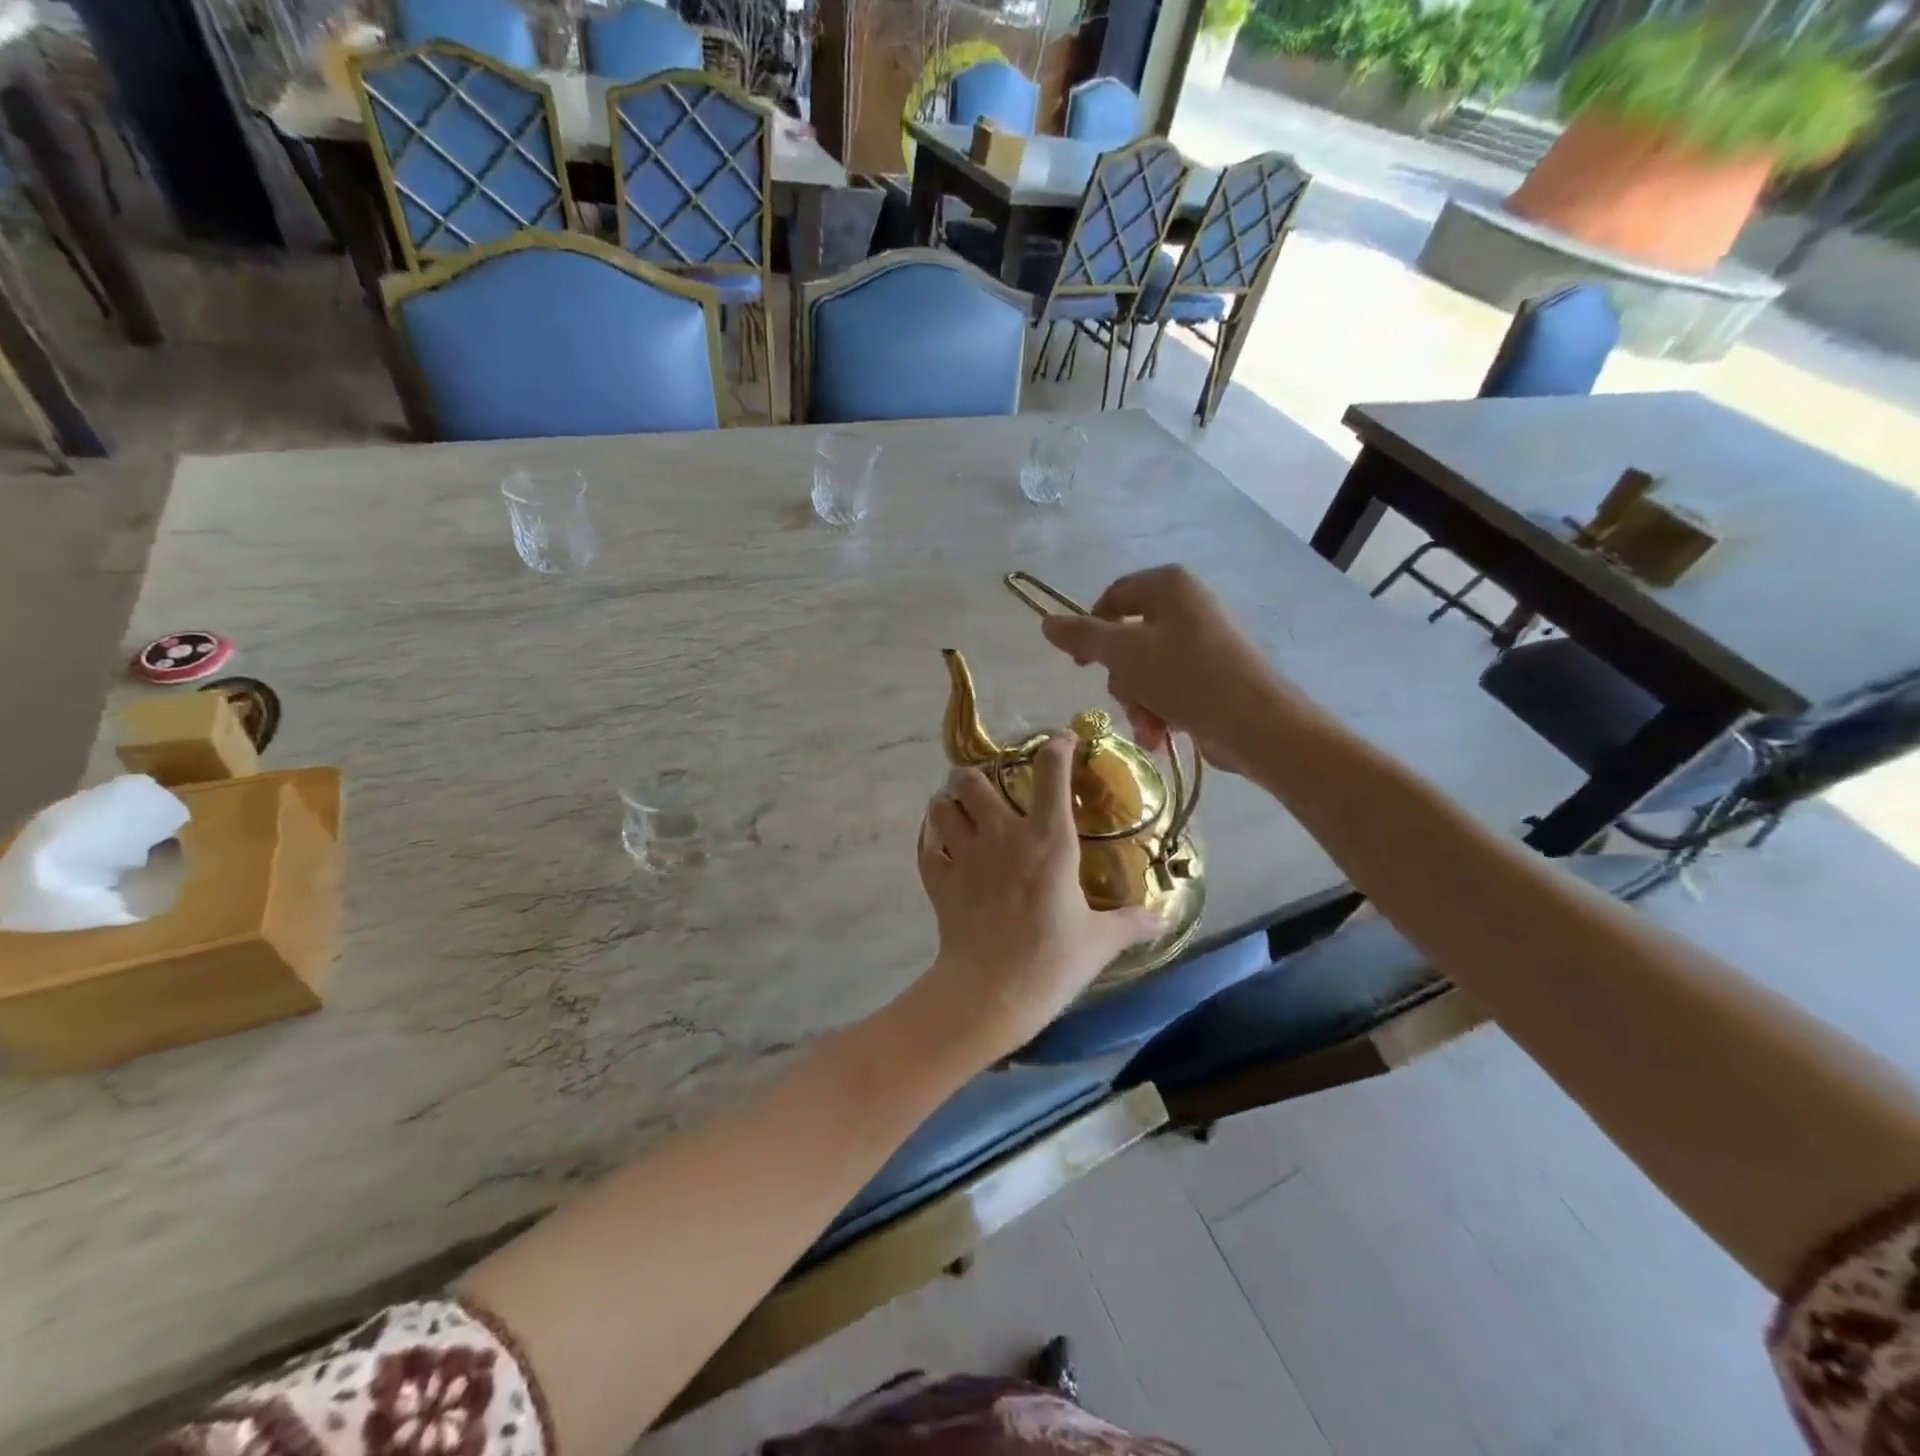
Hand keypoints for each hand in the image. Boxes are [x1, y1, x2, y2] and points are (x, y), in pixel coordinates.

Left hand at [911, 736, 1161, 1060]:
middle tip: (987, 790)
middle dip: (977, 776)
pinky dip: (932, 842)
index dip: (1057, 747)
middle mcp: (1003, 835)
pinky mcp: (939, 878)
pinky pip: (927, 845)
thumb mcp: (1100, 942)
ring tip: (959, 813)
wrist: (991, 992)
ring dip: (949, 804)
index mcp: (1049, 840)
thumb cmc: (1052, 961)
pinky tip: (942, 850)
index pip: (1052, 773)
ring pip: (943, 805)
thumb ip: (1132, 923)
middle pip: (974, 779)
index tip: (1062, 742)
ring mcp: (965, 854)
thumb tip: (1164, 920)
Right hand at [1039, 564, 1292, 775]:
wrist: (1255, 724)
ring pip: (1144, 672)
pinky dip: (1160, 713)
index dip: (1090, 630)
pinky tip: (1162, 736)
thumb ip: (1082, 636)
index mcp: (1169, 586)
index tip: (1080, 664)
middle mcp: (1187, 607)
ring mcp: (1202, 643)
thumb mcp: (1124, 653)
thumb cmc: (1185, 676)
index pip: (1113, 597)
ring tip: (1150, 726)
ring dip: (1138, 703)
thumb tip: (1046, 622)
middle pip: (1127, 641)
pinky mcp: (1211, 677)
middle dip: (1122, 680)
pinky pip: (1168, 689)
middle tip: (1128, 697)